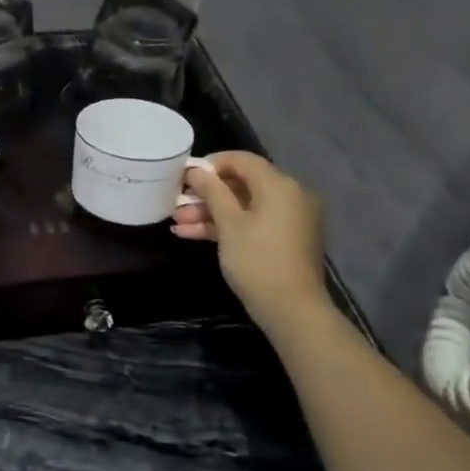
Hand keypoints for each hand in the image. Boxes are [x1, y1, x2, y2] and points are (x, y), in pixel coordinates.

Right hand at [173, 152, 329, 328]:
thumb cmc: (258, 260)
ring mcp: (288, 219)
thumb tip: (196, 170)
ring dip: (211, 213)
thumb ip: (212, 191)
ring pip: (244, 206)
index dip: (211, 164)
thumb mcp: (229, 224)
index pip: (241, 159)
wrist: (292, 310)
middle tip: (177, 203)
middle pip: (241, 184)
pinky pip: (253, 222)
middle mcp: (289, 196)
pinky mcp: (284, 239)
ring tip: (178, 224)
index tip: (185, 177)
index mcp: (279, 185)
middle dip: (206, 194)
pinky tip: (193, 234)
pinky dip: (227, 226)